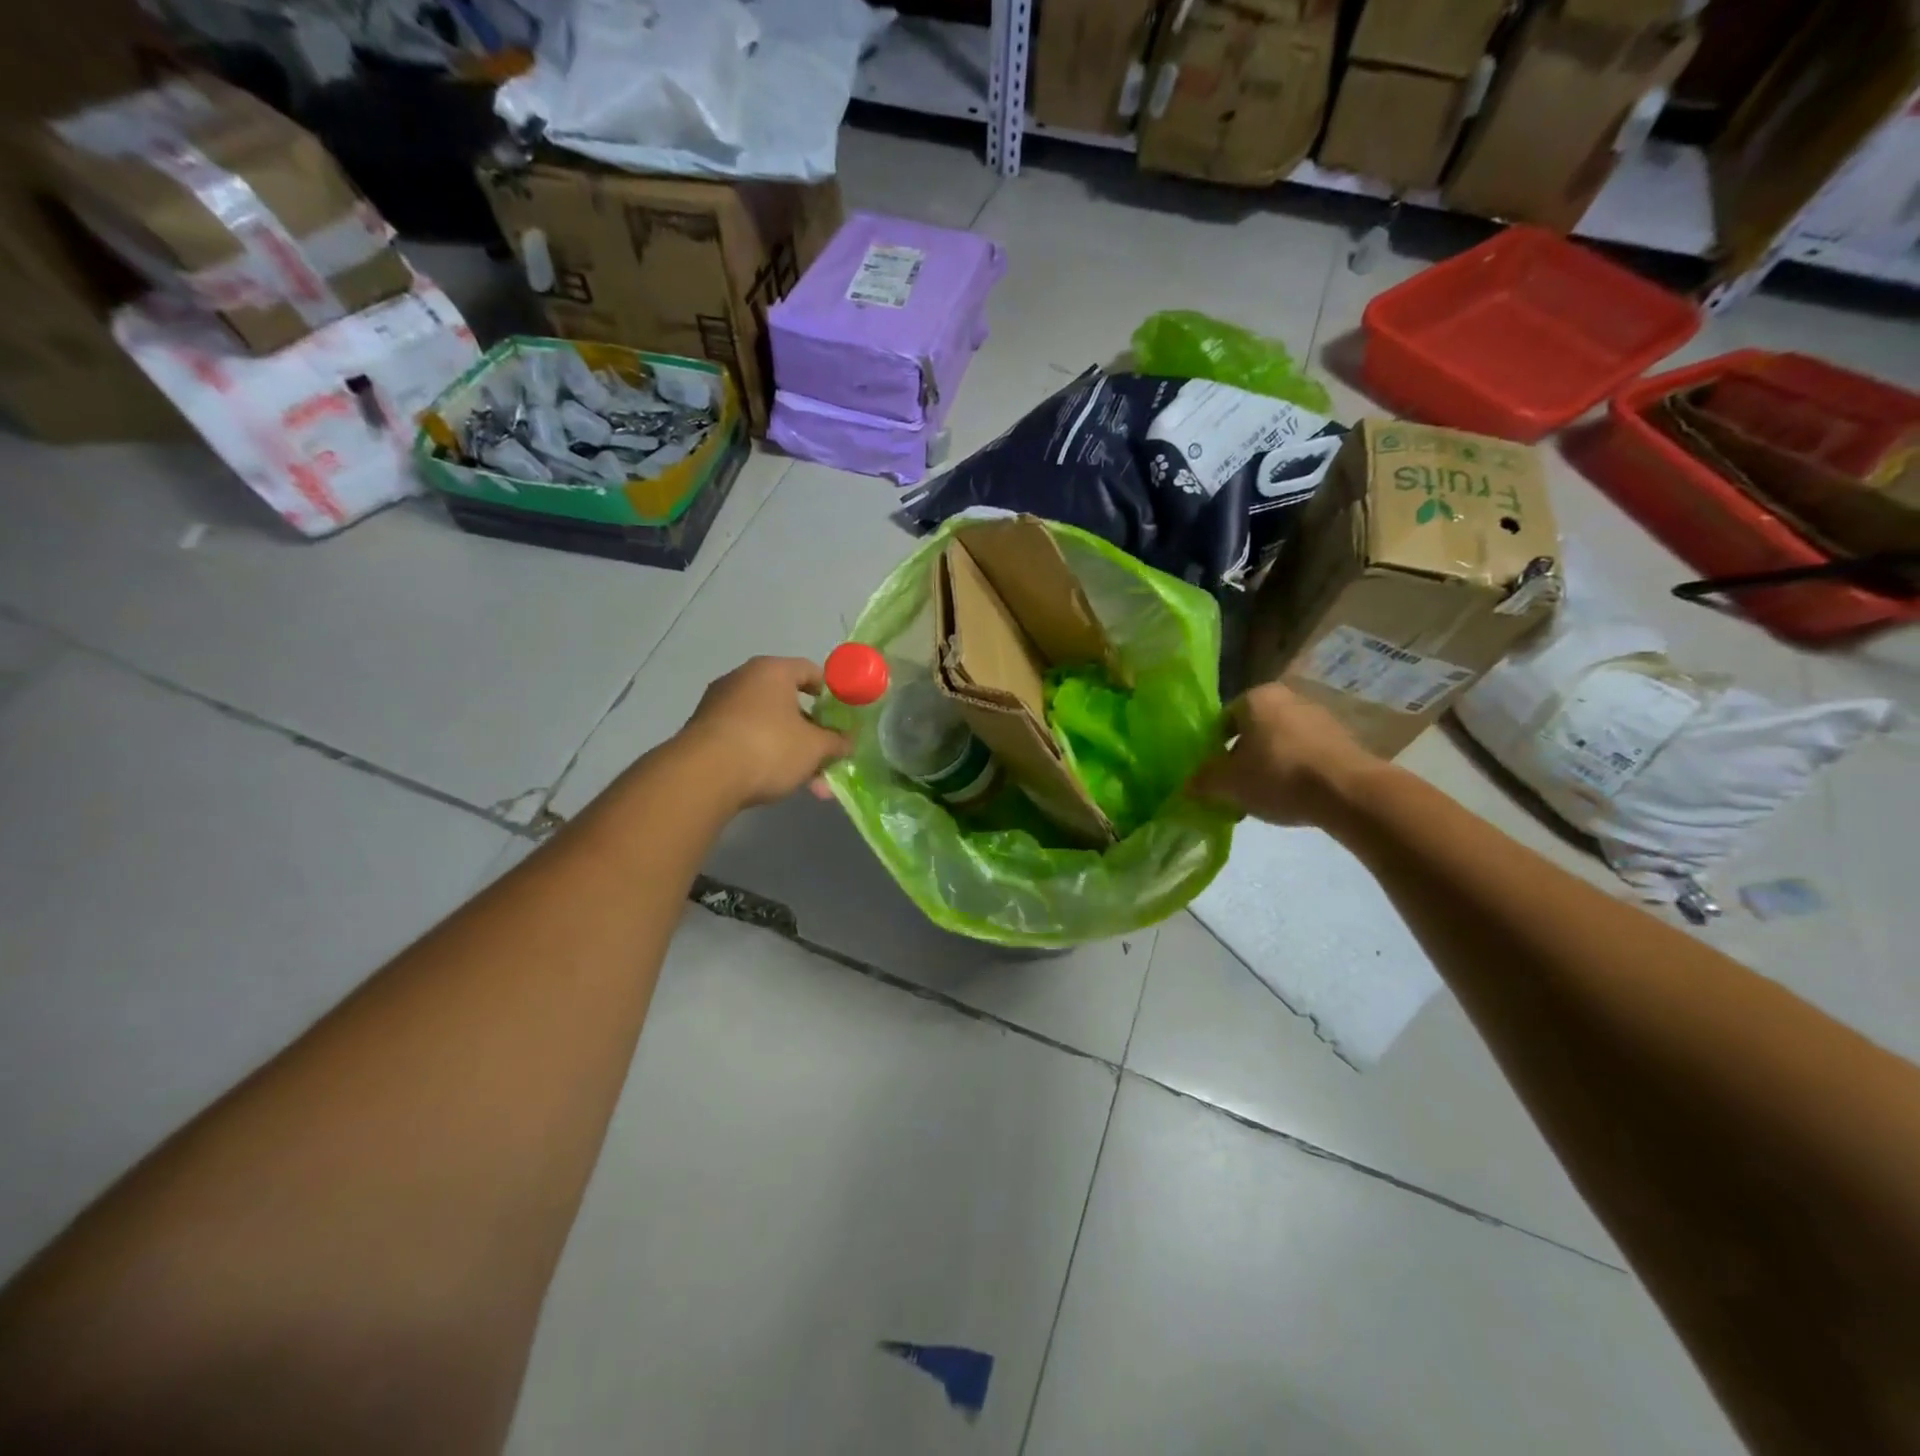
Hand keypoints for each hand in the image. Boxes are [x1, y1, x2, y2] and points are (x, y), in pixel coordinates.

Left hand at [680, 657, 851, 809]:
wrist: (702, 776)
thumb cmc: (768, 747)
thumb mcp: (814, 748)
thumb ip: (836, 742)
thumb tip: (847, 741)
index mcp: (772, 671)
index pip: (810, 671)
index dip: (831, 693)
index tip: (843, 716)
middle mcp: (743, 679)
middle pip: (789, 703)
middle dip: (812, 735)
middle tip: (828, 758)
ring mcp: (719, 705)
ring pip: (768, 727)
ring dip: (792, 752)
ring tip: (810, 785)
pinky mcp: (704, 732)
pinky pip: (746, 740)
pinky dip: (765, 757)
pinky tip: (778, 784)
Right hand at [1186, 683, 1381, 826]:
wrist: (1349, 792)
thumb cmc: (1278, 776)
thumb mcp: (1227, 783)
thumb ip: (1202, 781)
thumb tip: (1188, 785)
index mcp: (1255, 697)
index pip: (1222, 720)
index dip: (1212, 749)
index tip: (1213, 775)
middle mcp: (1288, 697)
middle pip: (1253, 730)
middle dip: (1242, 757)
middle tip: (1236, 787)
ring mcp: (1320, 716)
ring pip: (1280, 742)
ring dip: (1269, 765)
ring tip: (1265, 797)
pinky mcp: (1344, 739)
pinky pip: (1307, 754)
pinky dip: (1296, 771)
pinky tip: (1294, 797)